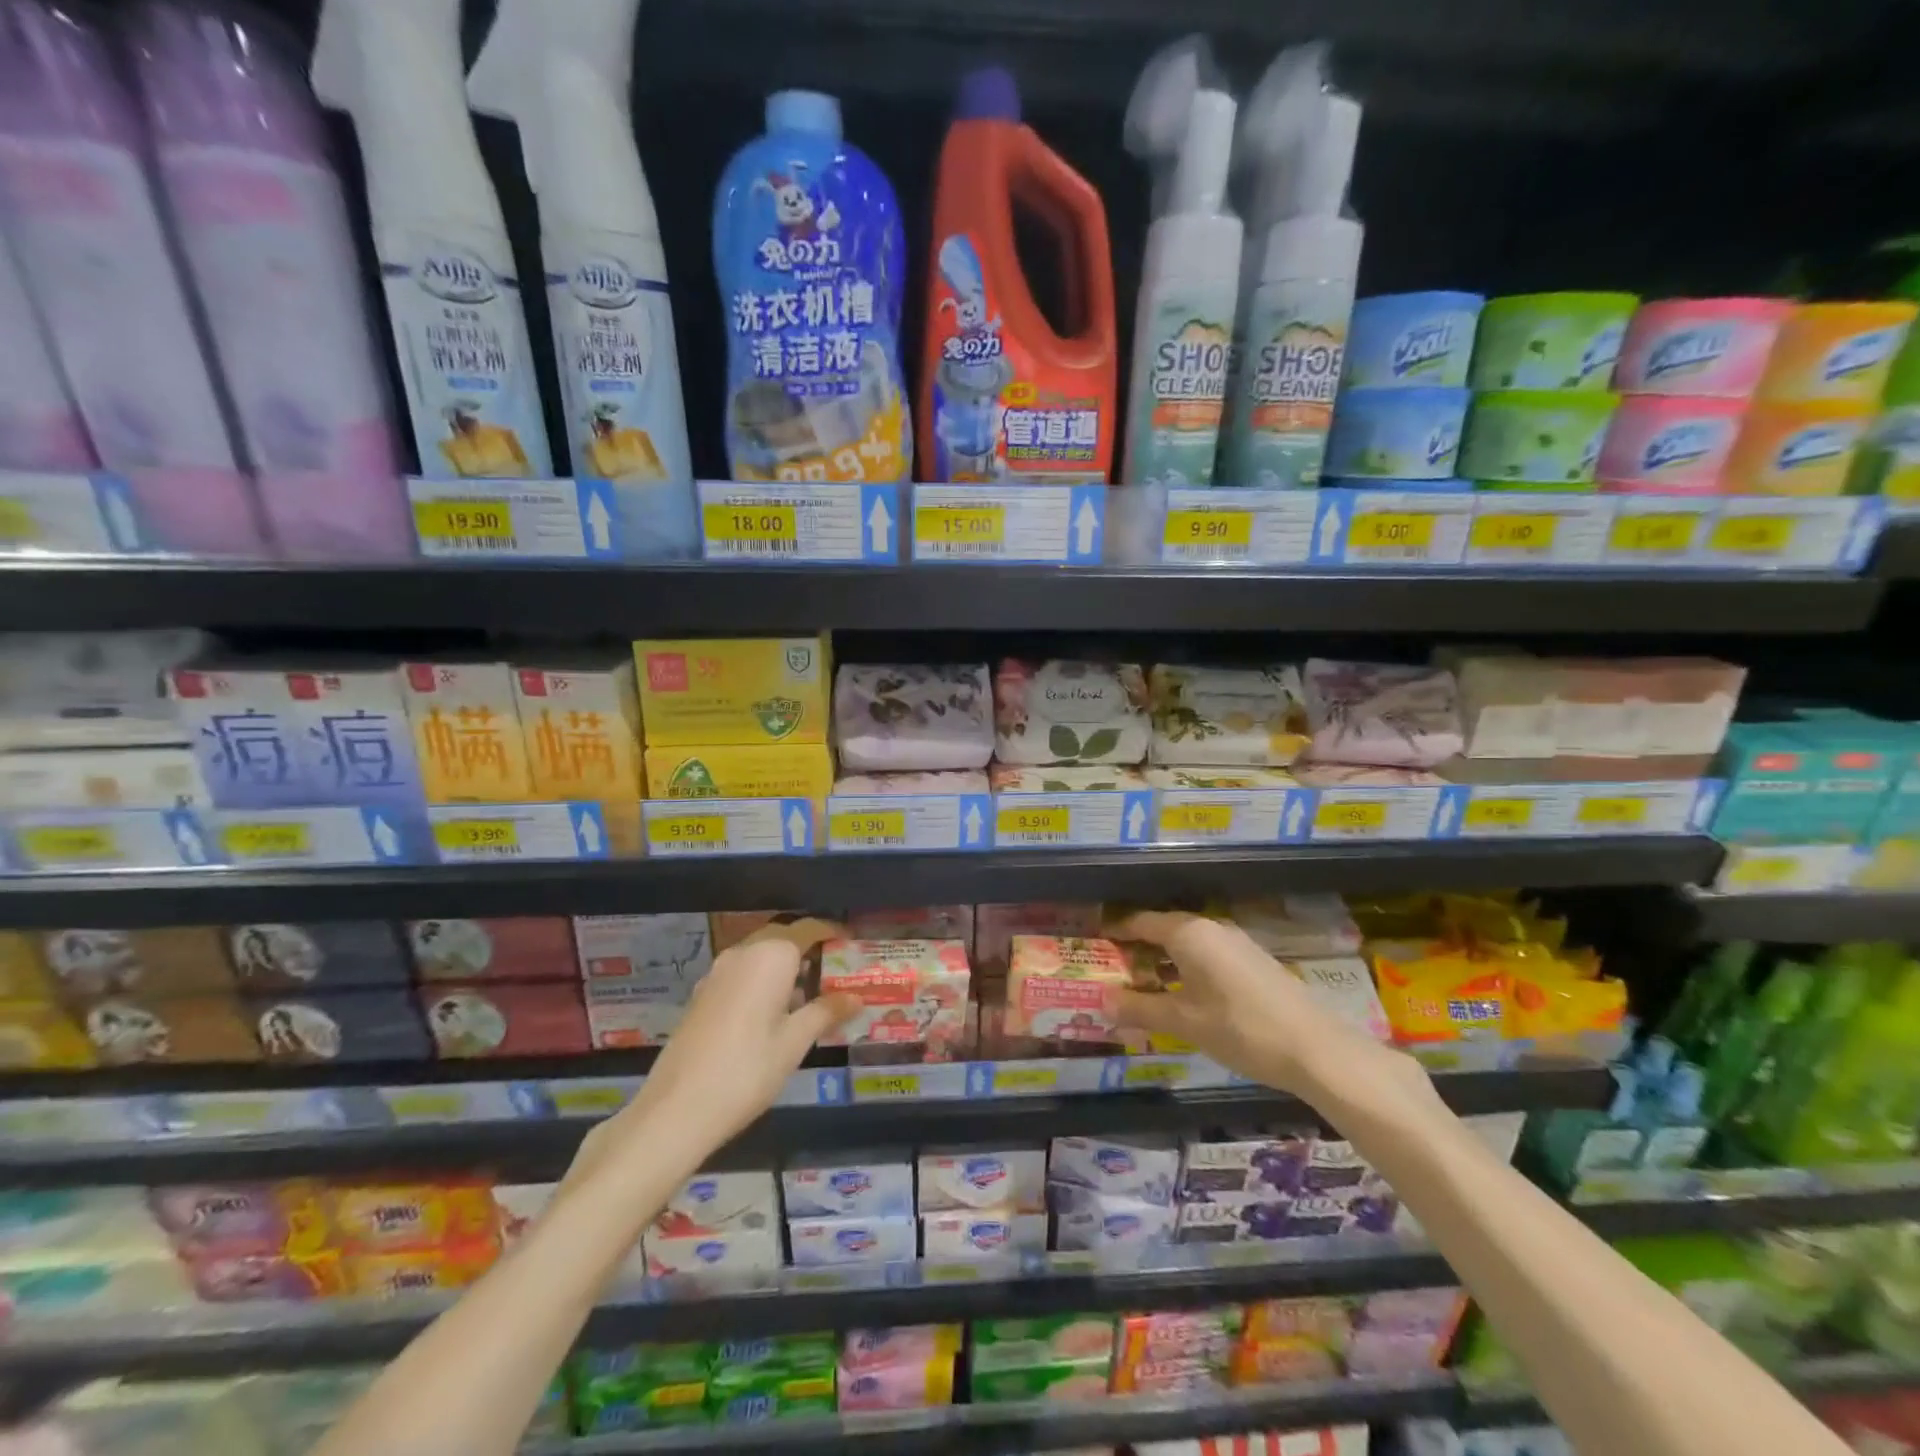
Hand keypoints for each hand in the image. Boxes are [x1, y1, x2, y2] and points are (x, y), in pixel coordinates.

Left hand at [567, 918, 856, 1185]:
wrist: (676, 1109)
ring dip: (786, 967)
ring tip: (812, 994)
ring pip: (761, 956)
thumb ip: (826, 1012)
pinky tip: (774, 1012)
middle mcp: (742, 953)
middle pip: (784, 939)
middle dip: (810, 950)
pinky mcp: (702, 994)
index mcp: (770, 955)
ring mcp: (717, 973)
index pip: (809, 928)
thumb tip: (857, 997)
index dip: (833, 933)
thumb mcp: (795, 1042)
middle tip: (837, 972)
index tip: (853, 945)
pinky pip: (742, 974)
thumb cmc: (747, 1070)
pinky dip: (763, 981)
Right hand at [1112, 910, 1422, 1103]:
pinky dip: (1187, 968)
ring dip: (1163, 961)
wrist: (1316, 1049)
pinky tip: (1184, 995)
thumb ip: (1140, 1008)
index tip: (1094, 943)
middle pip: (1164, 930)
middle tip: (1112, 970)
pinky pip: (1208, 955)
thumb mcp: (1184, 1022)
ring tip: (1142, 985)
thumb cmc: (1241, 1029)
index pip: (1141, 922)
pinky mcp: (1254, 962)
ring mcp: (1237, 943)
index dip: (1116, 932)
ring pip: (1187, 944)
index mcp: (1189, 933)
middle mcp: (1212, 929)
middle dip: (1137, 949)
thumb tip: (1101, 1002)